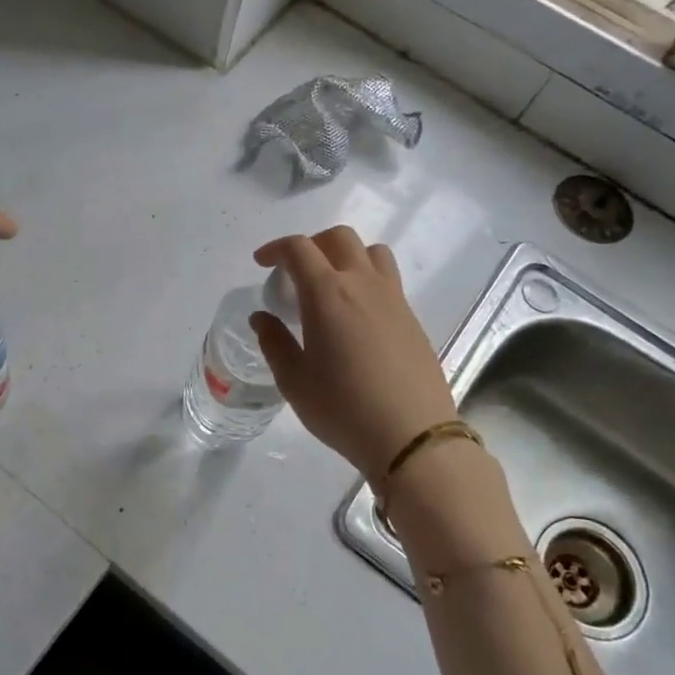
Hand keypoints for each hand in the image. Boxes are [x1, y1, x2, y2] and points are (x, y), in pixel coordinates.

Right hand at [249, 227, 458, 481]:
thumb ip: (275, 343)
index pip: (299, 249)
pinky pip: (388, 279)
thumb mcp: (294, 381)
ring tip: (331, 284)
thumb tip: (262, 317)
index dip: (276, 249)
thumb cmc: (343, 409)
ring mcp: (393, 298)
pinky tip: (356, 316)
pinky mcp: (412, 318)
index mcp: (327, 294)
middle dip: (312, 245)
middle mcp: (363, 284)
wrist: (411, 436)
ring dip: (346, 255)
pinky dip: (366, 280)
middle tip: (294, 271)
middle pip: (339, 238)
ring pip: (371, 252)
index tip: (262, 264)